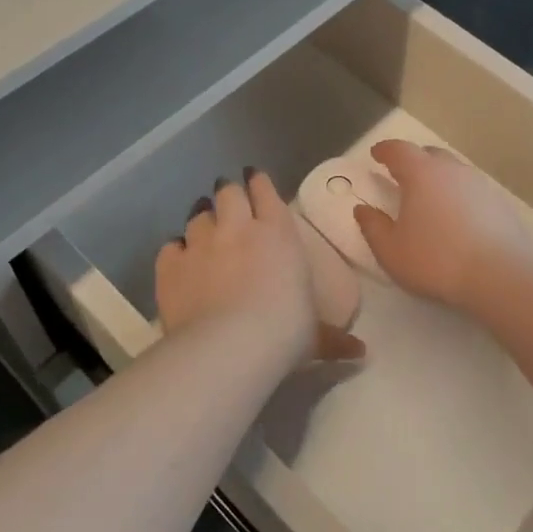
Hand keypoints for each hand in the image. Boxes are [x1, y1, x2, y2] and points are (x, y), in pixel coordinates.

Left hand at [155, 170, 364, 363]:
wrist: (229, 346)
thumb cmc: (284, 333)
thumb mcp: (314, 337)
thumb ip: (333, 338)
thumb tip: (361, 353)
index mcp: (278, 234)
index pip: (266, 193)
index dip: (259, 183)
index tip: (254, 178)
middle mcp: (238, 228)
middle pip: (228, 193)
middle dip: (228, 191)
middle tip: (228, 196)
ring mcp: (200, 244)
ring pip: (198, 215)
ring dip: (202, 216)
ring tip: (203, 220)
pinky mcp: (171, 266)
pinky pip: (171, 247)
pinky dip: (176, 250)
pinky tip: (178, 257)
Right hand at [353, 140, 532, 309]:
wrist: (501, 276)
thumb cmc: (436, 261)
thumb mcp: (391, 250)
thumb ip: (373, 227)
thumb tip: (362, 210)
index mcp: (422, 174)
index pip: (399, 150)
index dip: (385, 150)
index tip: (376, 154)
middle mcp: (452, 170)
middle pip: (430, 154)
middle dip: (413, 160)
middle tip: (402, 176)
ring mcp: (480, 184)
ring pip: (454, 171)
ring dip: (439, 177)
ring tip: (430, 198)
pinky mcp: (500, 203)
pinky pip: (472, 189)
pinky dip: (459, 195)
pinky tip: (457, 217)